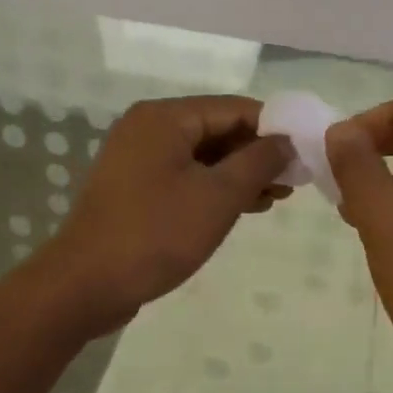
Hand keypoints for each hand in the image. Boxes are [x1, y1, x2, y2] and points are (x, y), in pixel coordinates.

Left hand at [42, 96, 292, 333]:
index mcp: (165, 117)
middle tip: (294, 182)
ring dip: (239, 174)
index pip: (234, 108)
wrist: (86, 284)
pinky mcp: (135, 189)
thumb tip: (285, 141)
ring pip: (202, 156)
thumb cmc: (156, 234)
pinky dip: (214, 188)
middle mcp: (148, 128)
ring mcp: (137, 159)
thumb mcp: (218, 196)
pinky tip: (244, 207)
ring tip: (277, 197)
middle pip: (217, 129)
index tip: (306, 153)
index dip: (274, 128)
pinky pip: (184, 177)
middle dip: (257, 154)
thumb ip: (258, 162)